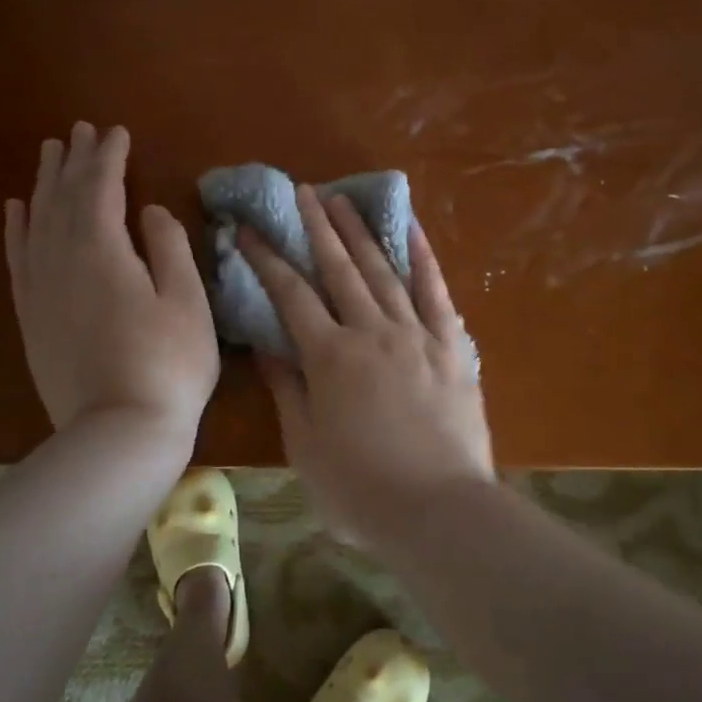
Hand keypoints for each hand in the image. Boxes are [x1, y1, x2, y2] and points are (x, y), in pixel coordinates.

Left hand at [4, 123, 218, 443]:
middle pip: (64, 197)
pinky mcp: (31, 317)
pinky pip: (18, 258)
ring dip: (44, 182)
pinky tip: (17, 209)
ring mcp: (40, 289)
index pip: (101, 188)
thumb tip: (148, 211)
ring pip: (36, 220)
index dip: (109, 157)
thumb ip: (168, 247)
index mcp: (103, 251)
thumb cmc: (169, 365)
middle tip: (80, 130)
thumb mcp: (187, 301)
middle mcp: (61, 259)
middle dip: (74, 160)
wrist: (119, 432)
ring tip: (50, 152)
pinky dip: (16, 228)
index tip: (117, 132)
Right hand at [240, 187, 492, 543]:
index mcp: (330, 357)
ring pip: (382, 271)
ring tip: (344, 199)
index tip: (249, 229)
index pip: (291, 295)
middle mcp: (371, 332)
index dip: (267, 259)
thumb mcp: (305, 446)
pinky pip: (436, 291)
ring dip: (361, 232)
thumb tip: (269, 346)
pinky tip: (411, 229)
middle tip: (303, 191)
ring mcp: (416, 334)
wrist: (438, 510)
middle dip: (317, 227)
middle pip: (338, 269)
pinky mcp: (452, 346)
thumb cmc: (360, 489)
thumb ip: (288, 389)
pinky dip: (423, 256)